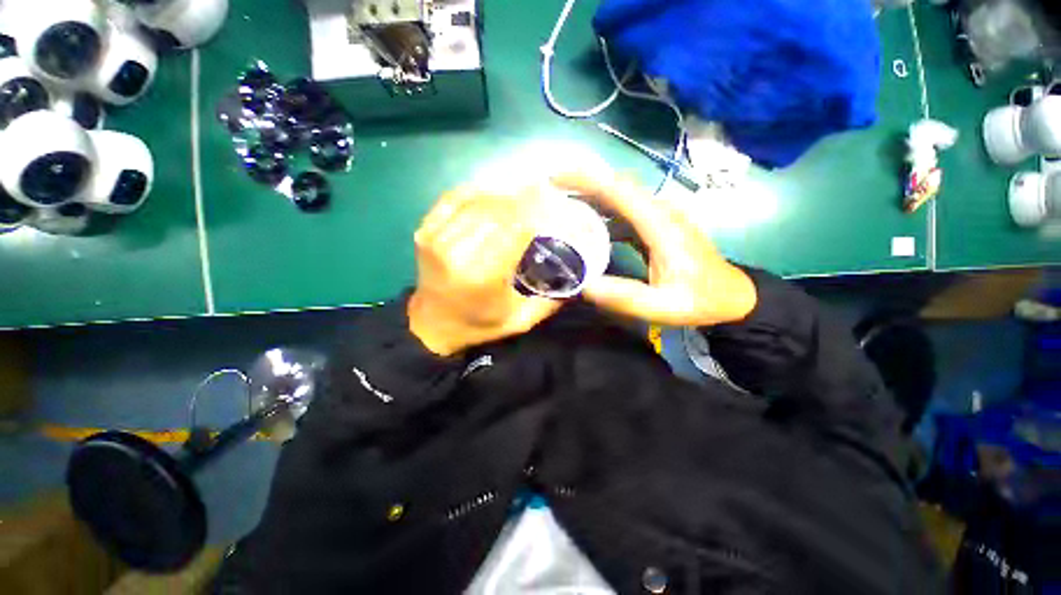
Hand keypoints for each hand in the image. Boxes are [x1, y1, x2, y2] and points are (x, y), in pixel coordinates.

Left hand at [408, 186, 561, 356]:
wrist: (432, 326)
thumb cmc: (478, 325)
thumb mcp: (520, 321)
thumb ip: (550, 300)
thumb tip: (578, 277)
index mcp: (482, 275)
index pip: (516, 227)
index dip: (539, 209)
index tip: (558, 201)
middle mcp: (456, 250)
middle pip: (499, 210)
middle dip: (527, 198)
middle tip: (547, 192)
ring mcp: (436, 236)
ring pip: (478, 200)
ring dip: (505, 192)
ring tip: (526, 190)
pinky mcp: (425, 229)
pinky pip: (454, 198)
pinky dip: (478, 190)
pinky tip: (495, 190)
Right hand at [552, 171, 756, 326]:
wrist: (732, 296)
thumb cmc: (700, 300)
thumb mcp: (663, 307)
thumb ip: (625, 297)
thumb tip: (583, 284)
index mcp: (661, 225)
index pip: (620, 191)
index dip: (587, 180)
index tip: (555, 178)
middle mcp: (660, 212)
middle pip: (617, 186)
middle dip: (582, 183)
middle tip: (548, 192)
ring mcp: (659, 216)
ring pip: (619, 196)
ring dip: (589, 196)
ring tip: (559, 206)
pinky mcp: (655, 225)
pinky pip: (624, 211)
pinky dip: (602, 212)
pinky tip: (585, 225)